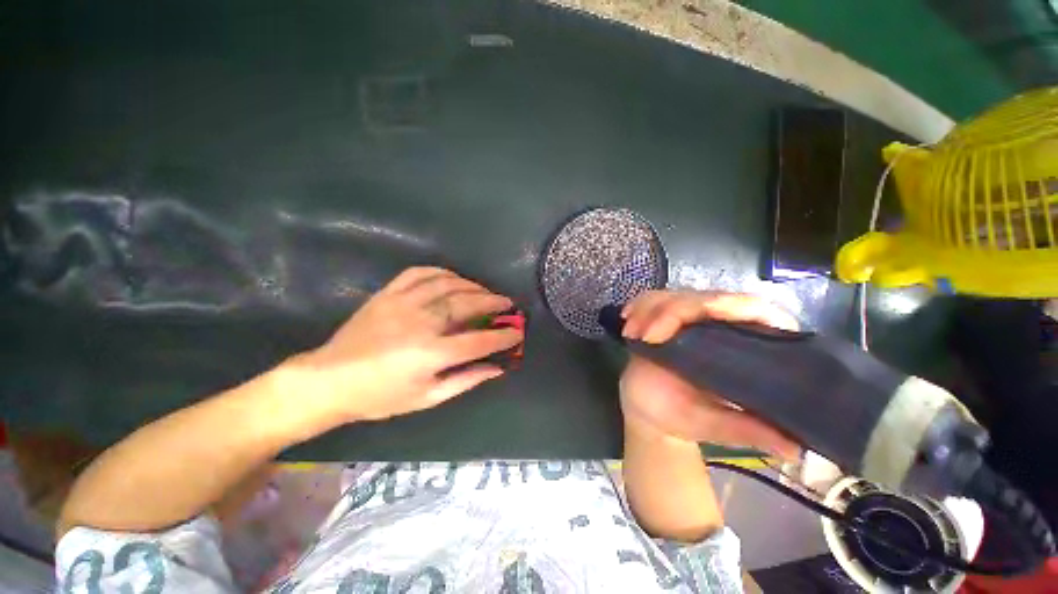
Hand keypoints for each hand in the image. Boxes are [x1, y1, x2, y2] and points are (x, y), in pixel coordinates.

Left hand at [292, 267, 522, 424]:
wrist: (330, 380)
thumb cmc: (381, 396)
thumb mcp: (427, 398)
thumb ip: (465, 380)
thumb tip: (496, 368)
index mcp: (432, 353)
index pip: (480, 340)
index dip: (503, 336)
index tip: (518, 332)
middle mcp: (422, 323)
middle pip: (468, 304)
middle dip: (494, 302)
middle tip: (508, 304)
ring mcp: (404, 303)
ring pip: (448, 284)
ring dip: (473, 286)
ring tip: (485, 292)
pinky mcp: (388, 293)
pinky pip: (420, 273)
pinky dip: (442, 272)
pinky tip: (453, 278)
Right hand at [618, 290, 800, 459]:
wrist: (647, 410)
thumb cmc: (681, 417)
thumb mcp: (713, 426)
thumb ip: (747, 431)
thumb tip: (796, 450)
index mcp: (744, 347)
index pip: (754, 310)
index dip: (732, 305)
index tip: (699, 315)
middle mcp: (719, 326)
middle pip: (705, 298)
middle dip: (672, 312)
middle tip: (647, 337)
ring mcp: (689, 320)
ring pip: (674, 295)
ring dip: (649, 309)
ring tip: (632, 334)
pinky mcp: (664, 318)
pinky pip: (652, 300)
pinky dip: (638, 306)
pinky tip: (626, 319)